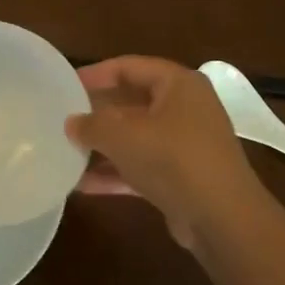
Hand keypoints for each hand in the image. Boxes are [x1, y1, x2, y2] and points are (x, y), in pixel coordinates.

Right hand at [66, 56, 264, 248]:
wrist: (221, 217)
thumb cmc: (172, 159)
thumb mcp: (123, 135)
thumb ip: (92, 124)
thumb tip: (72, 123)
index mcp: (178, 84)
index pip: (129, 66)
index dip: (95, 74)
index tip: (65, 85)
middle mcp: (185, 108)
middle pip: (132, 102)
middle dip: (97, 113)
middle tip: (64, 119)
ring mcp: (186, 144)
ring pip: (136, 137)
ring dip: (104, 146)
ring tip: (67, 151)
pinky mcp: (182, 177)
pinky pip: (142, 167)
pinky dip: (116, 173)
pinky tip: (82, 184)